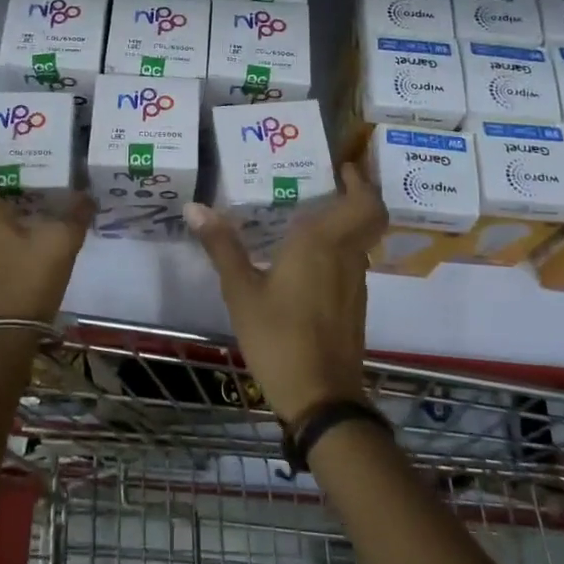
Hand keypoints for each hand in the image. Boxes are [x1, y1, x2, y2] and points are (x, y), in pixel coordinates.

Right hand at [184, 163, 386, 426]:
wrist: (321, 397)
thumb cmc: (278, 337)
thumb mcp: (241, 291)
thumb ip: (222, 247)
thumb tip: (195, 207)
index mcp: (323, 243)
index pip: (364, 202)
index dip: (361, 181)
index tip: (343, 166)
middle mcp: (347, 256)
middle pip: (368, 217)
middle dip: (355, 196)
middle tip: (325, 182)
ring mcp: (355, 284)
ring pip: (358, 241)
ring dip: (342, 223)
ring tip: (303, 215)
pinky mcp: (353, 306)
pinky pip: (349, 263)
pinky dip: (336, 250)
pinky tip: (303, 261)